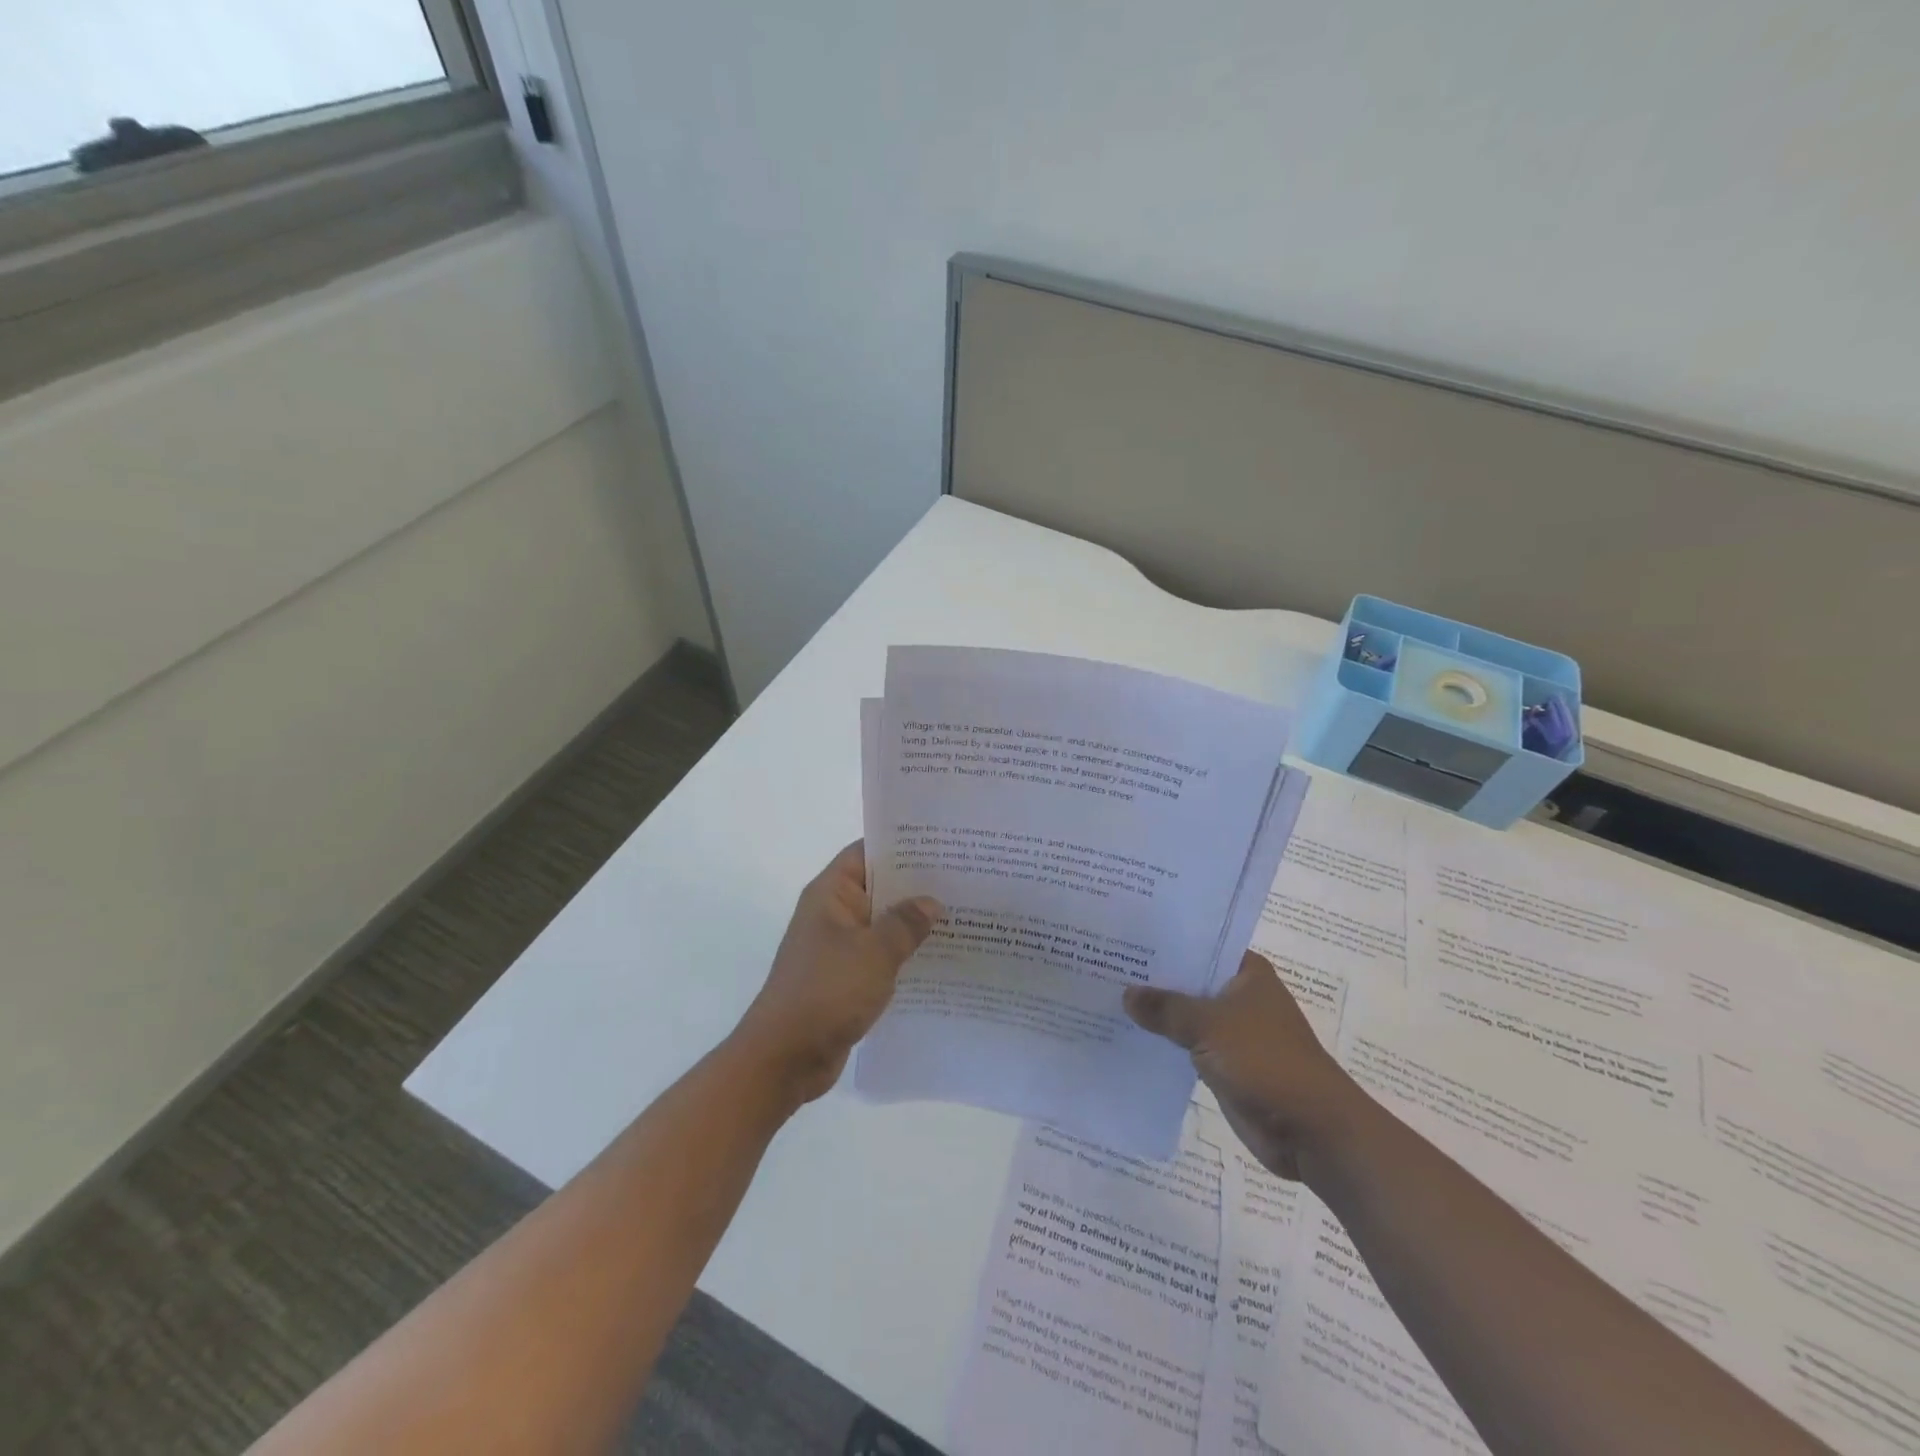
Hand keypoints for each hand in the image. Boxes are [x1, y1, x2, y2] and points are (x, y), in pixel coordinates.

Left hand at [731, 842, 943, 1104]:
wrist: (784, 1058)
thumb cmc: (826, 992)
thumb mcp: (874, 953)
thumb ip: (906, 923)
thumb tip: (932, 902)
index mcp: (830, 894)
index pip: (867, 852)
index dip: (902, 845)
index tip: (943, 844)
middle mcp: (832, 914)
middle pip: (878, 887)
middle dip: (917, 886)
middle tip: (964, 880)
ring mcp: (838, 947)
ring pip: (882, 924)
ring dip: (913, 924)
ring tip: (962, 917)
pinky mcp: (845, 978)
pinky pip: (880, 956)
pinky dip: (904, 955)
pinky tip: (940, 959)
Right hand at [1124, 951, 1361, 1180]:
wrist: (1311, 1131)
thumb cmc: (1266, 1061)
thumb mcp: (1209, 1026)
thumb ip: (1166, 1008)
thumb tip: (1127, 994)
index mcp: (1246, 973)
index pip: (1199, 944)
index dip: (1164, 940)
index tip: (1124, 933)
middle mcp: (1239, 996)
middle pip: (1189, 979)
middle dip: (1153, 977)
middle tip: (1103, 962)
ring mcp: (1232, 1032)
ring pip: (1185, 1014)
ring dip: (1156, 1012)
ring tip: (1105, 995)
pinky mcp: (1225, 1064)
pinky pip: (1186, 1046)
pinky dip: (1163, 1042)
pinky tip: (1127, 1034)